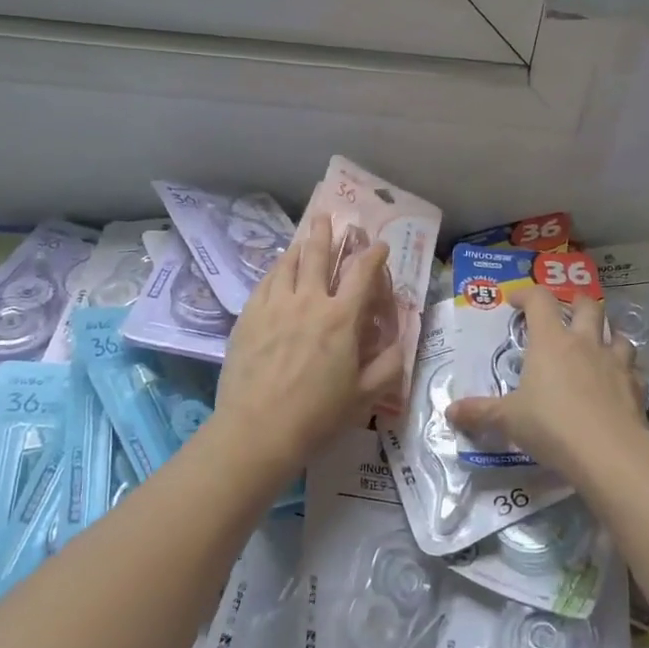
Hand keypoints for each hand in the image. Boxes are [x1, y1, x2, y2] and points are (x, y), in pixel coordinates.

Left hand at [215, 214, 406, 469]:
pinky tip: (277, 270)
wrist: (257, 430)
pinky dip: (276, 269)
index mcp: (341, 318)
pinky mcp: (248, 317)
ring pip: (287, 264)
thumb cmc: (317, 415)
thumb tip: (400, 343)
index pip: (362, 273)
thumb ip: (389, 365)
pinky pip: (264, 282)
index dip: (374, 255)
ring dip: (299, 247)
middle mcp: (308, 301)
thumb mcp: (366, 396)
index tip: (379, 245)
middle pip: (317, 255)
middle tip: (327, 217)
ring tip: (303, 238)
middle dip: (326, 234)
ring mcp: (274, 306)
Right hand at [446, 285, 648, 479]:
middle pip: (587, 305)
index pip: (540, 300)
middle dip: (576, 304)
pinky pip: (633, 370)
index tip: (517, 302)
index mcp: (551, 341)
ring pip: (617, 334)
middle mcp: (585, 343)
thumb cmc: (551, 425)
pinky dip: (626, 372)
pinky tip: (618, 385)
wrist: (609, 452)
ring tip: (598, 347)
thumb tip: (449, 412)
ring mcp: (616, 362)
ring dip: (607, 335)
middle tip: (566, 314)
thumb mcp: (508, 420)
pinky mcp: (636, 386)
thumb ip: (480, 412)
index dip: (527, 294)